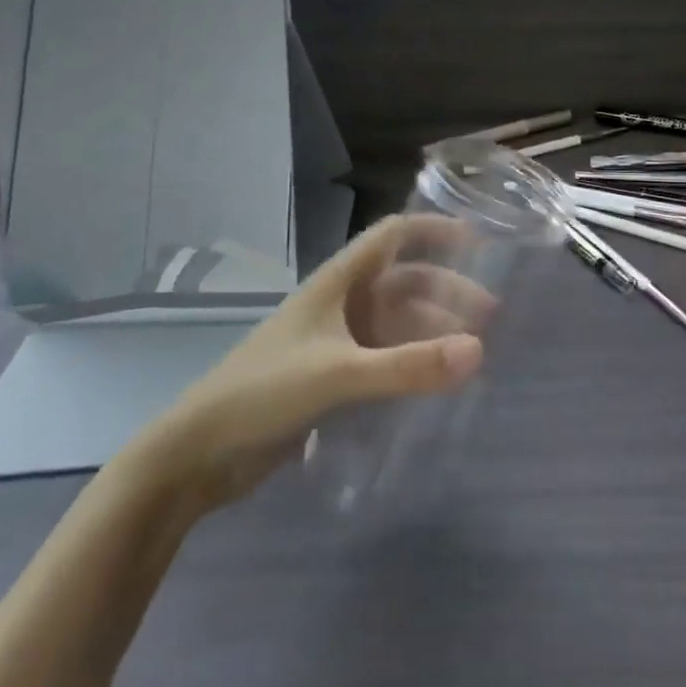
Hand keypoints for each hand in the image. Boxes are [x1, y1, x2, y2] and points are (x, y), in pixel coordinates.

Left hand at [138, 215, 490, 508]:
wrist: (197, 455)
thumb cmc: (263, 393)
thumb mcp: (338, 374)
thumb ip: (408, 365)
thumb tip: (479, 351)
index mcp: (337, 282)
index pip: (392, 236)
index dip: (433, 231)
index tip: (478, 241)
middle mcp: (340, 304)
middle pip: (403, 283)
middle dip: (446, 292)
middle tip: (489, 316)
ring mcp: (334, 342)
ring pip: (396, 323)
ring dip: (432, 330)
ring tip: (471, 352)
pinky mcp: (330, 378)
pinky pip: (384, 358)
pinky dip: (412, 362)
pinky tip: (435, 382)